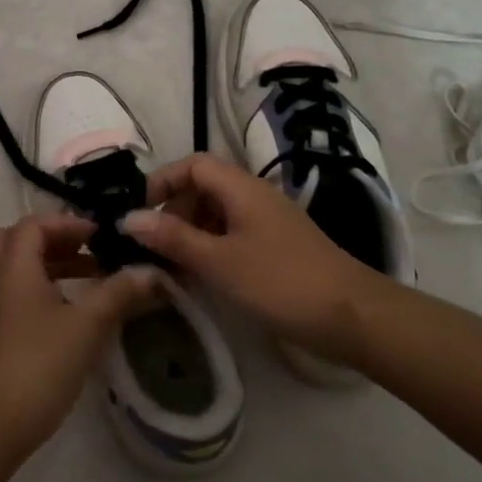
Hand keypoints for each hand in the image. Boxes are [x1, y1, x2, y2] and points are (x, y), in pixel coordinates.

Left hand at [0, 214, 162, 462]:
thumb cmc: (37, 366)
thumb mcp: (86, 327)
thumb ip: (119, 294)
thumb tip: (153, 272)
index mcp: (14, 267)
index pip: (34, 224)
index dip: (68, 223)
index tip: (101, 234)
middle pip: (18, 241)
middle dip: (55, 239)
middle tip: (89, 249)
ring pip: (17, 270)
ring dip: (51, 265)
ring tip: (92, 279)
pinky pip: (17, 295)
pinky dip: (43, 290)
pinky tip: (72, 316)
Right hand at [124, 154, 383, 369]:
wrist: (353, 316)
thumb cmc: (281, 282)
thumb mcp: (219, 261)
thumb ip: (173, 238)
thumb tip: (127, 218)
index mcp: (241, 188)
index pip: (193, 165)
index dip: (163, 181)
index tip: (140, 214)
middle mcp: (255, 196)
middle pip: (204, 187)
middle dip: (174, 210)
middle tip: (155, 246)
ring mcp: (269, 221)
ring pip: (218, 212)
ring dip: (191, 231)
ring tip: (173, 265)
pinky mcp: (277, 245)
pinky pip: (233, 233)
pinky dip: (211, 246)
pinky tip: (203, 276)